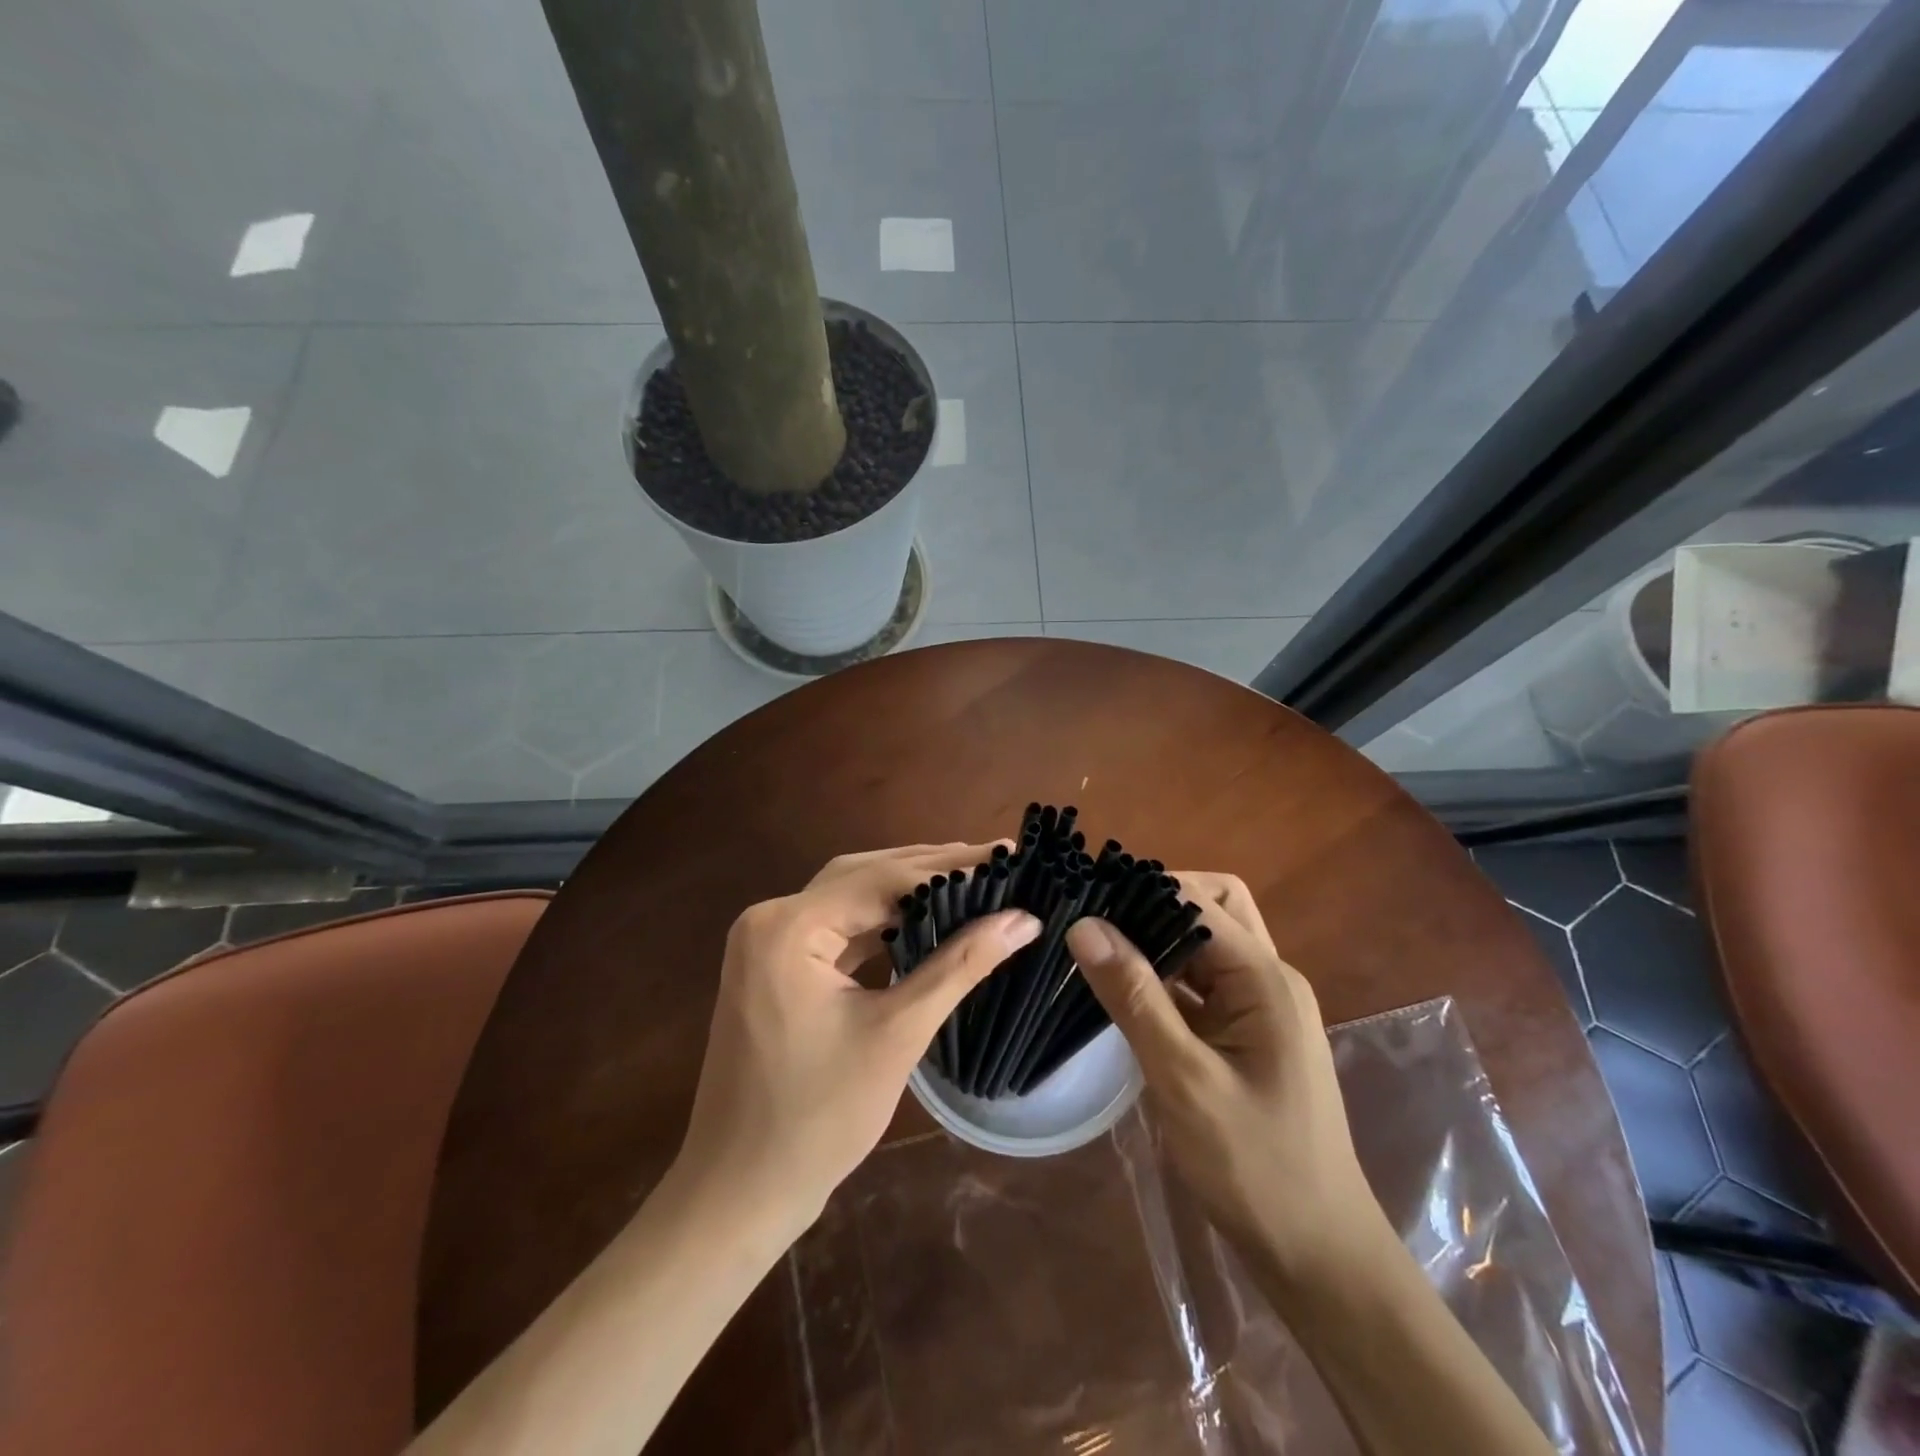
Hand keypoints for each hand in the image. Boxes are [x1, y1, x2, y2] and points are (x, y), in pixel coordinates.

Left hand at [675, 843, 1041, 1237]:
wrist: (738, 1192)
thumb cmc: (819, 1119)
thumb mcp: (897, 1034)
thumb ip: (960, 966)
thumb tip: (1023, 918)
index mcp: (789, 927)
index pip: (882, 879)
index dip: (950, 868)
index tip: (1007, 857)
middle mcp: (771, 918)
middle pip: (862, 876)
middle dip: (929, 868)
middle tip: (994, 861)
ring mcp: (766, 942)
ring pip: (849, 898)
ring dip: (905, 891)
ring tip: (969, 882)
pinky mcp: (773, 965)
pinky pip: (835, 928)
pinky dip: (879, 921)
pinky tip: (922, 920)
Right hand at [1064, 873, 1384, 1289]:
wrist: (1317, 1254)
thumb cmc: (1254, 1165)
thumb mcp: (1183, 1078)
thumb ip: (1134, 996)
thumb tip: (1085, 925)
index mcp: (1265, 979)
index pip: (1199, 901)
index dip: (1143, 889)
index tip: (1086, 894)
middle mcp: (1269, 979)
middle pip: (1213, 907)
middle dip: (1156, 902)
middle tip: (1098, 918)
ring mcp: (1261, 1008)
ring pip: (1206, 945)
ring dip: (1158, 938)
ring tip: (1098, 943)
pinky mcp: (1247, 1034)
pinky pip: (1202, 983)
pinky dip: (1165, 975)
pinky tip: (1124, 988)